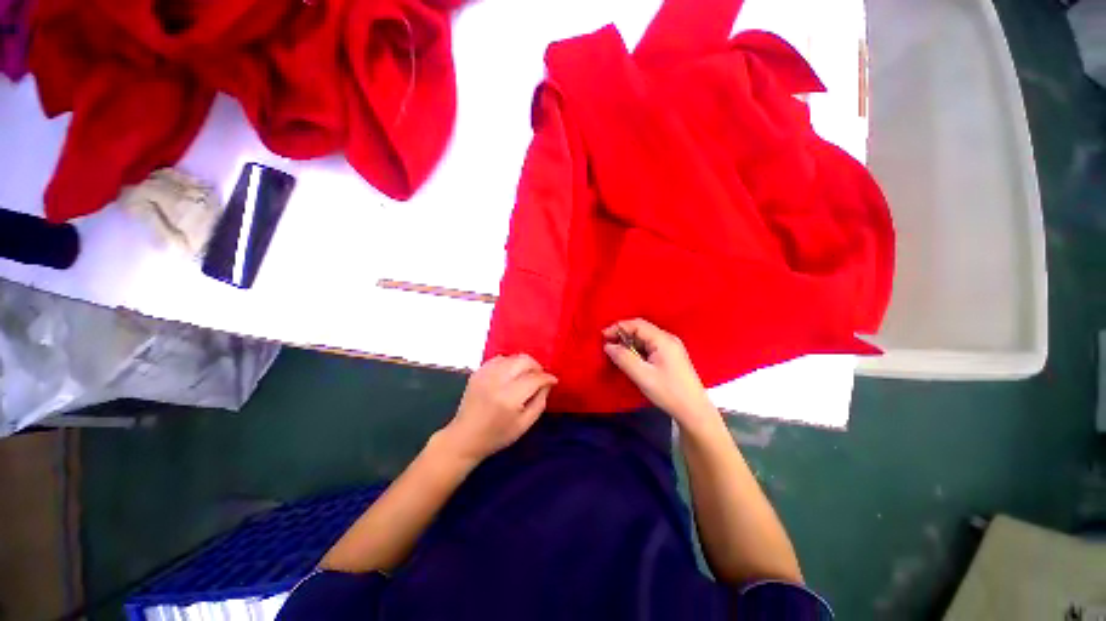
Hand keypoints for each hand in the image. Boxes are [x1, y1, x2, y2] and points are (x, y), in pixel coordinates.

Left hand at [439, 354, 556, 462]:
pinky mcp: (478, 372)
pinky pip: (499, 359)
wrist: (465, 437)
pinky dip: (509, 363)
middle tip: (540, 377)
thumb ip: (540, 402)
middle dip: (537, 366)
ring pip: (512, 357)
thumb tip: (548, 383)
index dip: (547, 378)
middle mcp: (497, 381)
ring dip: (523, 364)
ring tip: (526, 375)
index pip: (535, 378)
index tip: (553, 381)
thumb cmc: (497, 435)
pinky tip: (511, 373)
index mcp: (509, 398)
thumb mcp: (524, 425)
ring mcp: (485, 374)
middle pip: (524, 361)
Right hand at [603, 319, 718, 429]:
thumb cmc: (668, 392)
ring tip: (616, 353)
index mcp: (663, 340)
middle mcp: (668, 339)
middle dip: (622, 335)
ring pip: (645, 338)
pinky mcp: (671, 356)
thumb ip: (623, 358)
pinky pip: (650, 346)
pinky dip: (637, 349)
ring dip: (629, 343)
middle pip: (641, 329)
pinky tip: (630, 359)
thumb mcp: (642, 376)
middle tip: (607, 345)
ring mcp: (671, 347)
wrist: (694, 411)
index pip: (637, 324)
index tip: (603, 337)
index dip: (618, 327)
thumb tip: (608, 346)